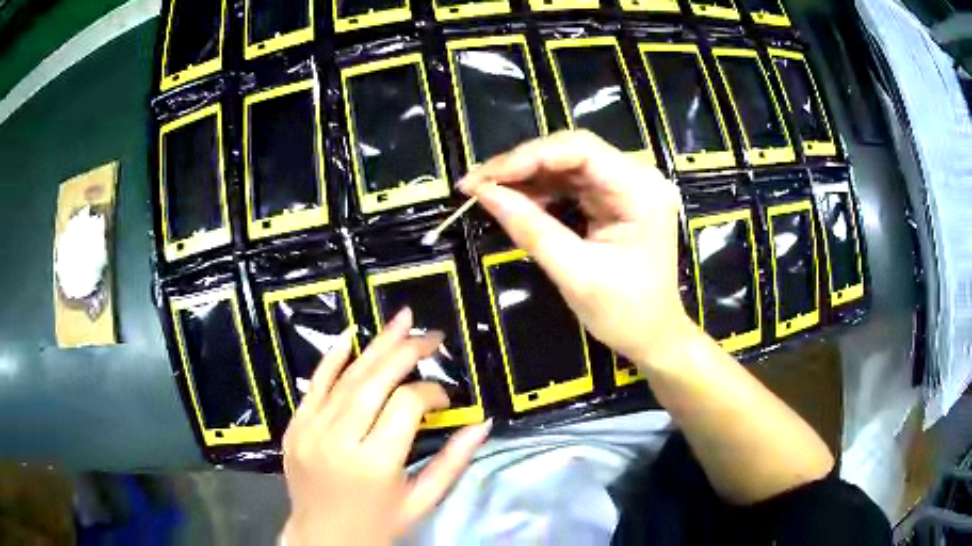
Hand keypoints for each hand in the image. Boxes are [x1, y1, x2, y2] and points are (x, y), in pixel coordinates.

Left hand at [282, 308, 491, 544]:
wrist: (322, 539)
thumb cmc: (378, 525)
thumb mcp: (421, 501)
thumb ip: (453, 462)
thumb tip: (482, 423)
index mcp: (374, 463)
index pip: (406, 405)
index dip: (431, 393)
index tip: (445, 399)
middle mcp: (339, 440)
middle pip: (375, 380)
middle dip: (406, 351)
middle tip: (431, 335)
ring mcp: (310, 430)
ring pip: (346, 377)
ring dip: (376, 346)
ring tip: (401, 322)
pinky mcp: (295, 426)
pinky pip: (314, 384)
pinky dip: (332, 359)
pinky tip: (351, 336)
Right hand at [459, 130, 692, 367]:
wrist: (654, 336)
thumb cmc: (625, 313)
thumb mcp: (576, 274)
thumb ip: (531, 229)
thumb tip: (483, 193)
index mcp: (641, 191)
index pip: (580, 150)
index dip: (526, 157)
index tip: (482, 178)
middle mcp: (638, 177)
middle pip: (572, 151)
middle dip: (521, 165)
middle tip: (477, 184)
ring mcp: (628, 185)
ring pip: (568, 163)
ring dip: (527, 176)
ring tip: (488, 192)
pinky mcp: (616, 197)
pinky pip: (572, 182)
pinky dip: (541, 190)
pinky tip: (515, 200)